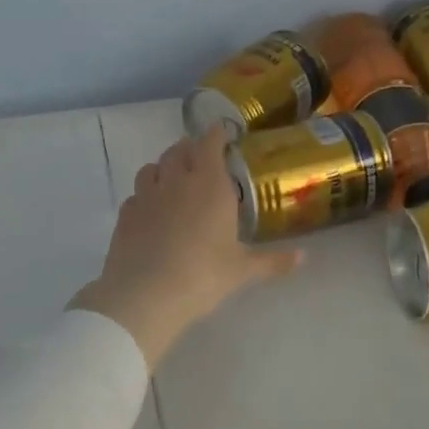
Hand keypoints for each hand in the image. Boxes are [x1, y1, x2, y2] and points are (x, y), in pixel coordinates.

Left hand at [71, 128, 301, 367]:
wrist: (145, 294)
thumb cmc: (203, 275)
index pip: (210, 144)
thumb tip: (304, 257)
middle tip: (200, 157)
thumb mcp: (242, 270)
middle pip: (179, 150)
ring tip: (173, 178)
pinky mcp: (125, 214)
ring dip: (164, 166)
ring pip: (152, 167)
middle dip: (190, 148)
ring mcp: (147, 195)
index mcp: (210, 185)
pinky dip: (145, 194)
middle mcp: (177, 181)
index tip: (221, 133)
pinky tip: (151, 209)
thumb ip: (272, 261)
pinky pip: (135, 194)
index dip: (216, 135)